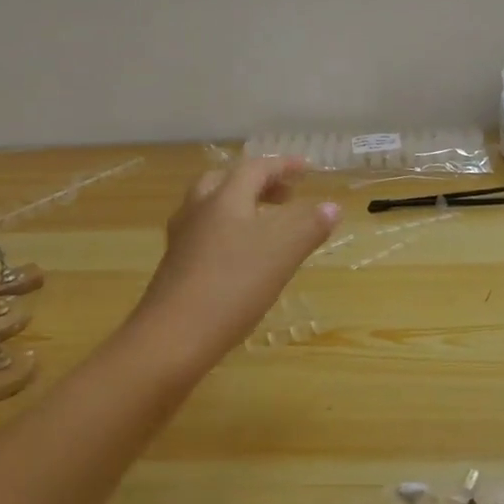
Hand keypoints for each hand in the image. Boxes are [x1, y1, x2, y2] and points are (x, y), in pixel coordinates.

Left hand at [134, 156, 340, 358]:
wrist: (171, 338)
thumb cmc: (232, 286)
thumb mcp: (282, 253)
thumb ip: (309, 226)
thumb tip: (332, 206)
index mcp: (224, 198)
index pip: (255, 168)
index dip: (283, 165)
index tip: (307, 169)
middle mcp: (198, 210)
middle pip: (225, 181)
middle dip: (258, 183)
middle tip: (285, 196)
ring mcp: (182, 239)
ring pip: (211, 208)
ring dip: (240, 207)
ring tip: (266, 226)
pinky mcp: (174, 267)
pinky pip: (204, 234)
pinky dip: (227, 232)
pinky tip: (241, 259)